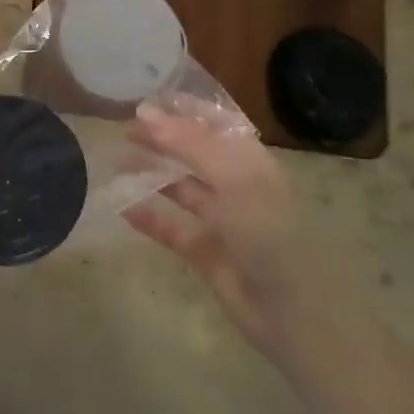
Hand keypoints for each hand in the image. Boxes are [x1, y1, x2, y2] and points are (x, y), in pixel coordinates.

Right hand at [125, 105, 373, 362]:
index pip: (216, 124)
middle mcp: (237, 186)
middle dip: (162, 139)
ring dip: (152, 174)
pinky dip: (149, 217)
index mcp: (252, 162)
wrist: (296, 313)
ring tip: (117, 161)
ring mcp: (222, 221)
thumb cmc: (270, 233)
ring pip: (181, 189)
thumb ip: (190, 144)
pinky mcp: (207, 254)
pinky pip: (172, 228)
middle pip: (194, 154)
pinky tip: (122, 207)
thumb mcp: (233, 179)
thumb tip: (145, 111)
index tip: (146, 100)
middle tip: (123, 130)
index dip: (184, 110)